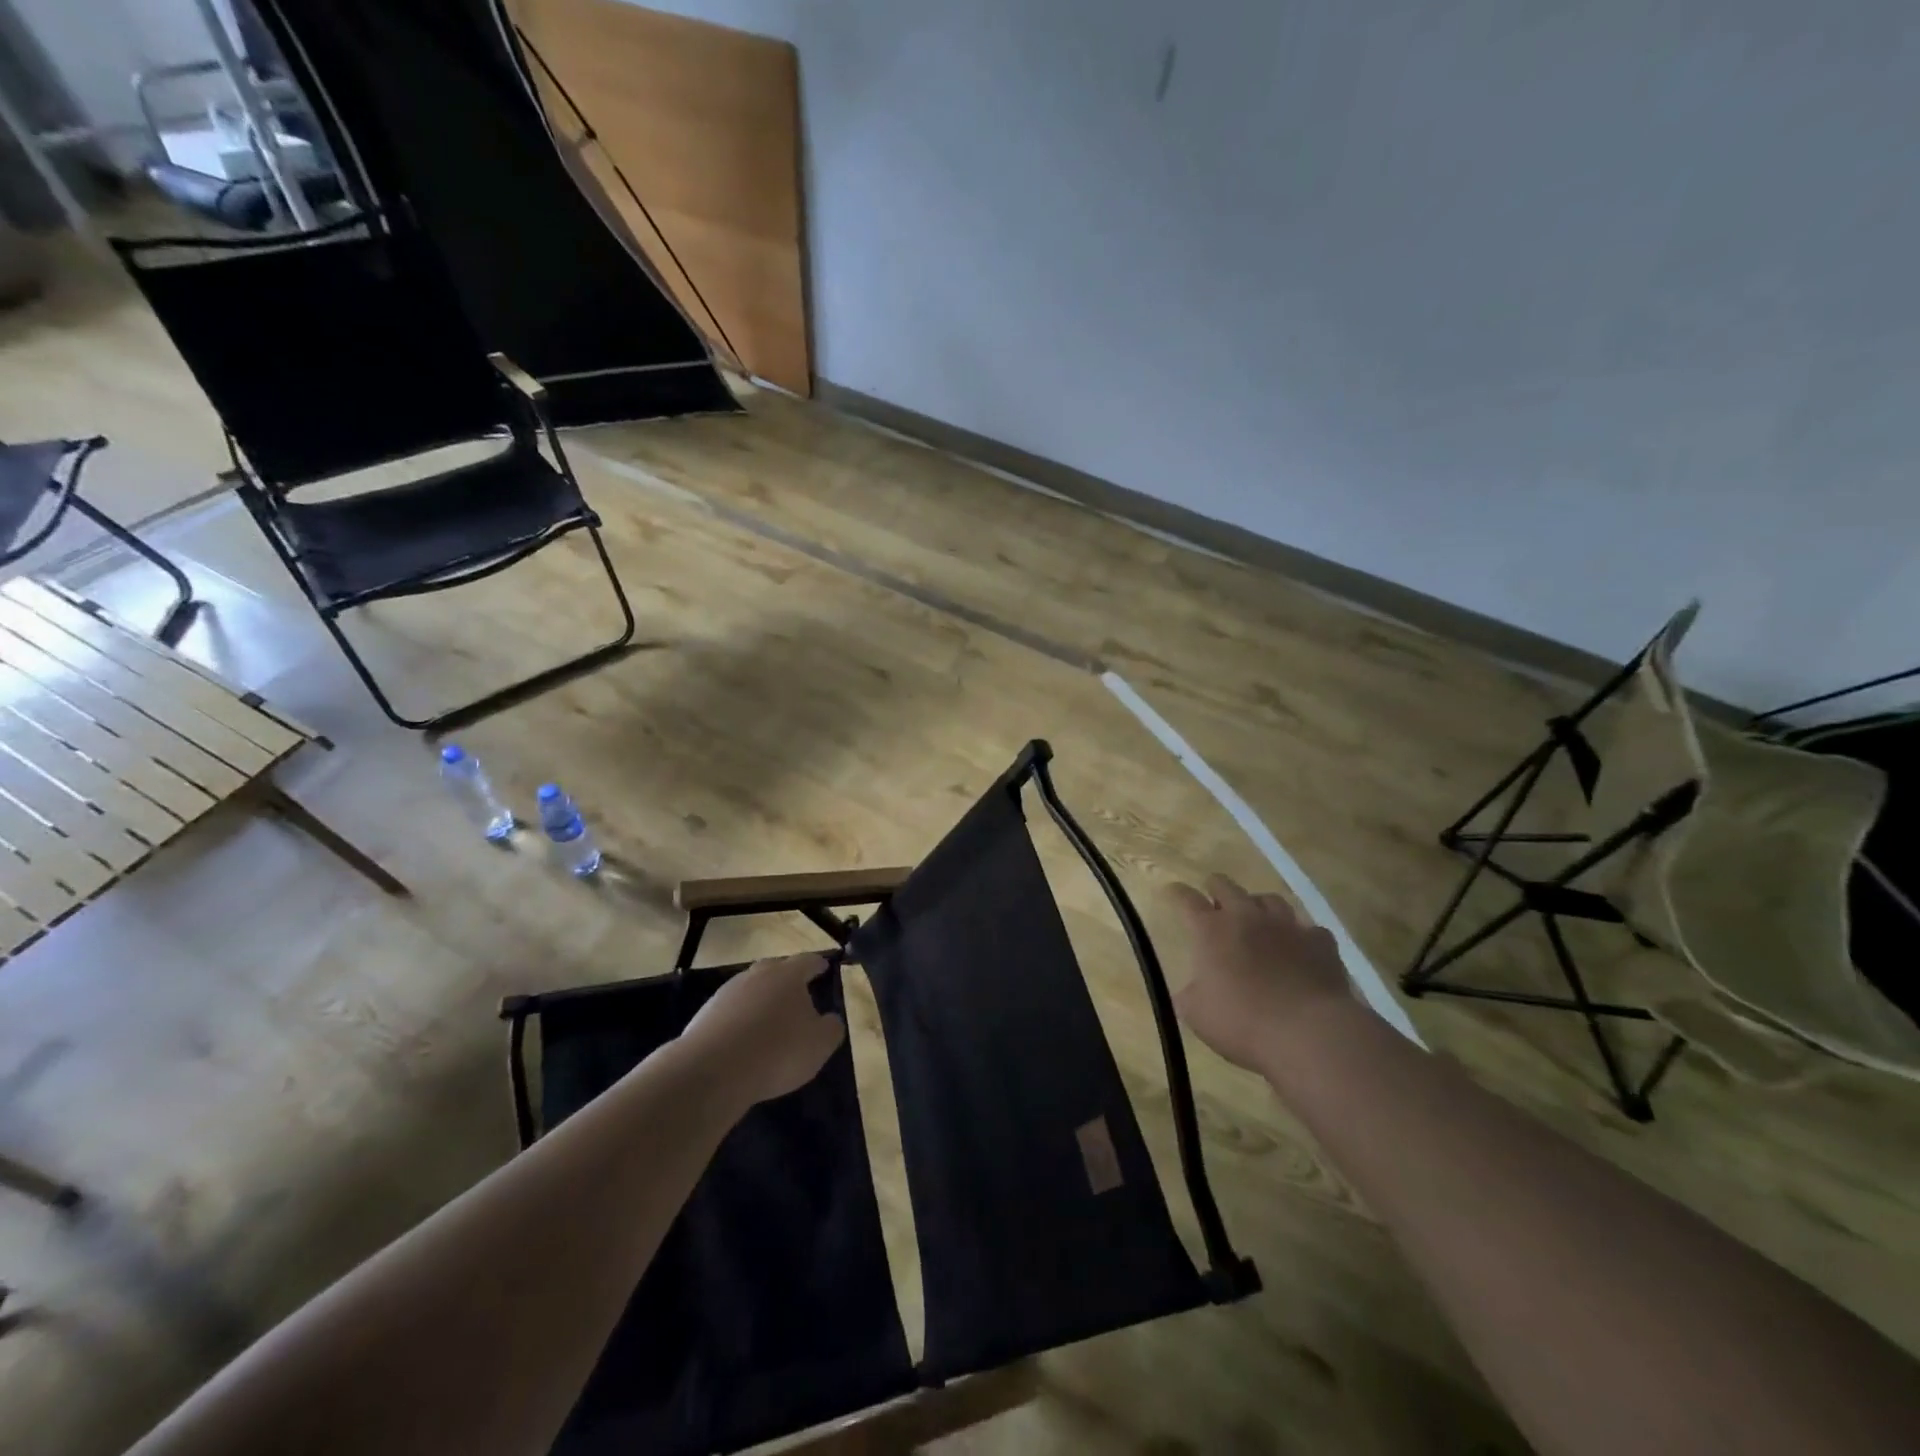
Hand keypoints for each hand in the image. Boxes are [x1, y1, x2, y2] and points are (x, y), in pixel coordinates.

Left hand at [680, 954, 846, 1105]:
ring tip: (770, 1021)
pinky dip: (741, 1020)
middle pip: (776, 969)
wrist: (712, 1071)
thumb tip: (830, 1019)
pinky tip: (745, 1040)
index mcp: (789, 975)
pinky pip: (731, 1011)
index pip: (808, 961)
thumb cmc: (777, 1051)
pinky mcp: (706, 1013)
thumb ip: (831, 1027)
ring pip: (751, 989)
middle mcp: (757, 975)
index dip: (818, 965)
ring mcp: (728, 992)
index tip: (824, 968)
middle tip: (798, 994)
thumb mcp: (819, 1044)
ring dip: (762, 1000)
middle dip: (788, 980)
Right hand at [1166, 874, 1354, 1073]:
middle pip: (1226, 885)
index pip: (1187, 900)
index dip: (1177, 893)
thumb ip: (1190, 994)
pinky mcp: (1320, 942)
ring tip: (1256, 920)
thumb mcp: (1197, 1015)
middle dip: (1215, 888)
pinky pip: (1307, 928)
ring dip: (1257, 906)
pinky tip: (1299, 949)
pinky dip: (1299, 935)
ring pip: (1269, 899)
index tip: (1171, 892)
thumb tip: (1192, 989)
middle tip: (1212, 901)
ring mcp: (1287, 925)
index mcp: (1212, 930)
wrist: (1310, 1034)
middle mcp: (1247, 917)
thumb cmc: (1243, 1023)